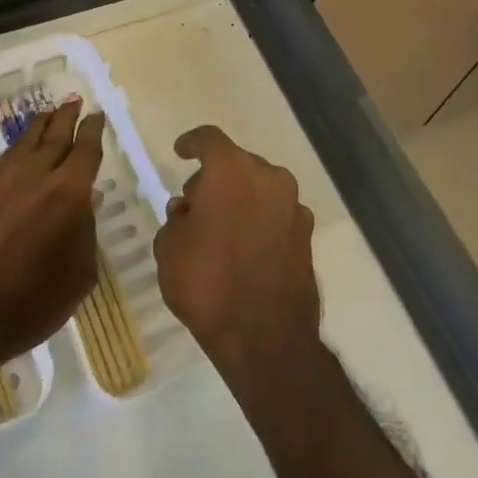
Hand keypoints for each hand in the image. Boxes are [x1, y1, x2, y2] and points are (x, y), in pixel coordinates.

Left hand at [0, 96, 104, 386]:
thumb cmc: (28, 306)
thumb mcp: (77, 278)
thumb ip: (86, 234)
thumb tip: (88, 200)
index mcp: (69, 195)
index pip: (86, 151)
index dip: (93, 131)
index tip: (97, 115)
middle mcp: (37, 176)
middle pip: (57, 136)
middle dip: (69, 116)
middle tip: (76, 100)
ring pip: (25, 138)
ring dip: (40, 121)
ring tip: (50, 108)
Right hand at [154, 125, 320, 395]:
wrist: (266, 338)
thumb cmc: (208, 284)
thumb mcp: (169, 248)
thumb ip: (176, 219)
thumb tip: (189, 211)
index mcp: (231, 170)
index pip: (209, 139)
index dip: (192, 143)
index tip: (180, 151)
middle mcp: (268, 177)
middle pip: (236, 164)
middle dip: (214, 179)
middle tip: (194, 206)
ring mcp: (293, 205)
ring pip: (259, 188)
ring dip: (240, 200)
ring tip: (219, 231)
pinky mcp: (308, 234)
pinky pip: (276, 214)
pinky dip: (260, 221)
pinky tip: (246, 249)